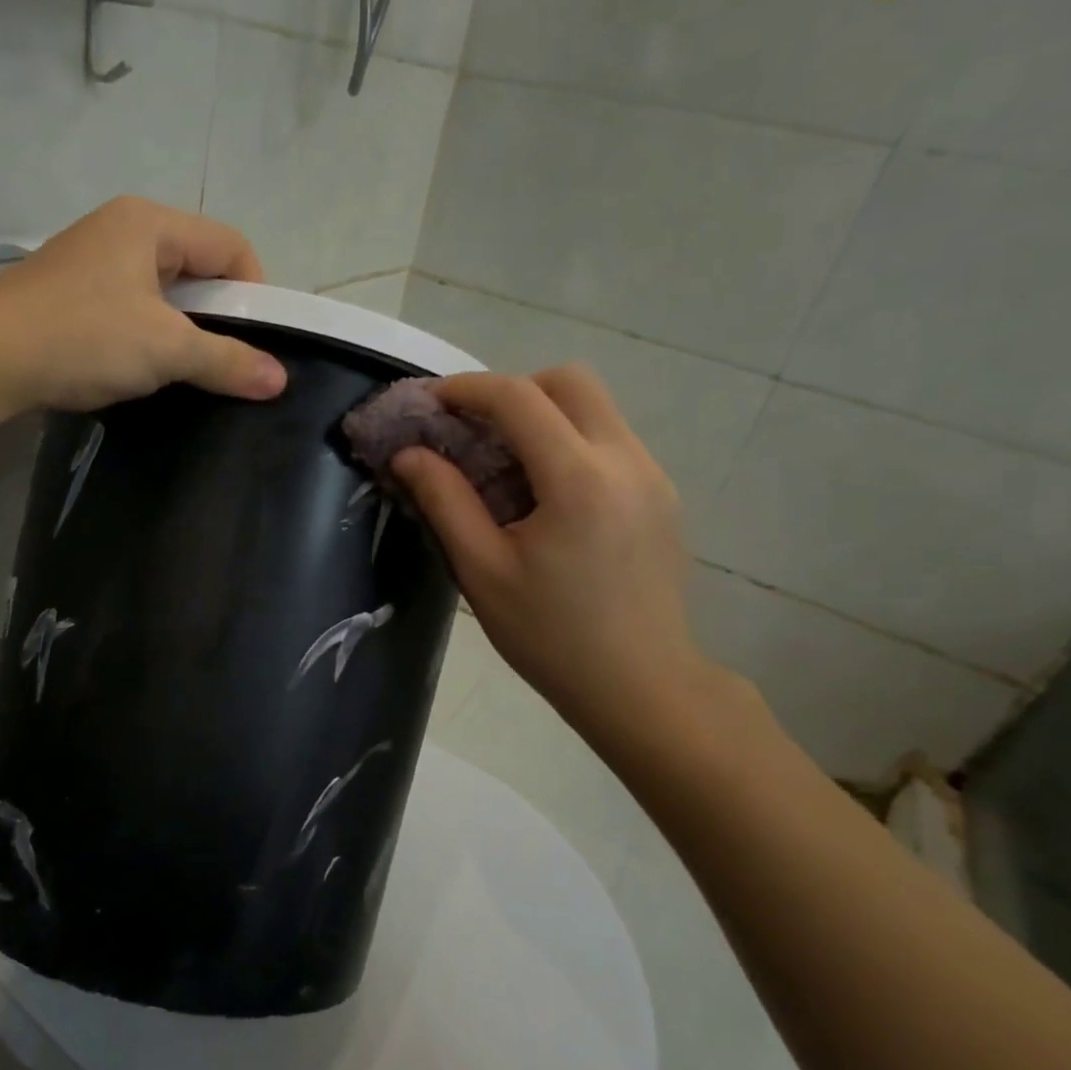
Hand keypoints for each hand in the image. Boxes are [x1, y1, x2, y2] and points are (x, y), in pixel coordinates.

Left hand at [0, 197, 287, 413]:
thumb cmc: (82, 337)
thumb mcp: (165, 349)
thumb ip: (226, 361)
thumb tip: (279, 380)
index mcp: (149, 223)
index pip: (230, 245)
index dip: (255, 291)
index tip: (258, 341)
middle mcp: (121, 229)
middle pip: (197, 264)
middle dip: (220, 312)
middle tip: (228, 359)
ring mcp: (92, 260)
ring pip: (163, 290)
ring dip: (183, 328)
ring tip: (187, 369)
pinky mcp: (72, 293)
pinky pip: (132, 306)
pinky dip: (150, 334)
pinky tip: (144, 367)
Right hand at [392, 368, 717, 754]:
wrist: (641, 687)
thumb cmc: (551, 636)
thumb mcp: (482, 571)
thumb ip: (443, 500)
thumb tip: (408, 453)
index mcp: (579, 479)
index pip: (518, 398)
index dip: (466, 389)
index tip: (429, 403)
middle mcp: (626, 459)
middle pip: (569, 381)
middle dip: (512, 391)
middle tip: (473, 432)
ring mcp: (653, 475)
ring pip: (594, 408)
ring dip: (542, 416)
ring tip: (504, 466)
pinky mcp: (662, 495)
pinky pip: (609, 440)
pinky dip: (568, 442)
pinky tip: (545, 496)